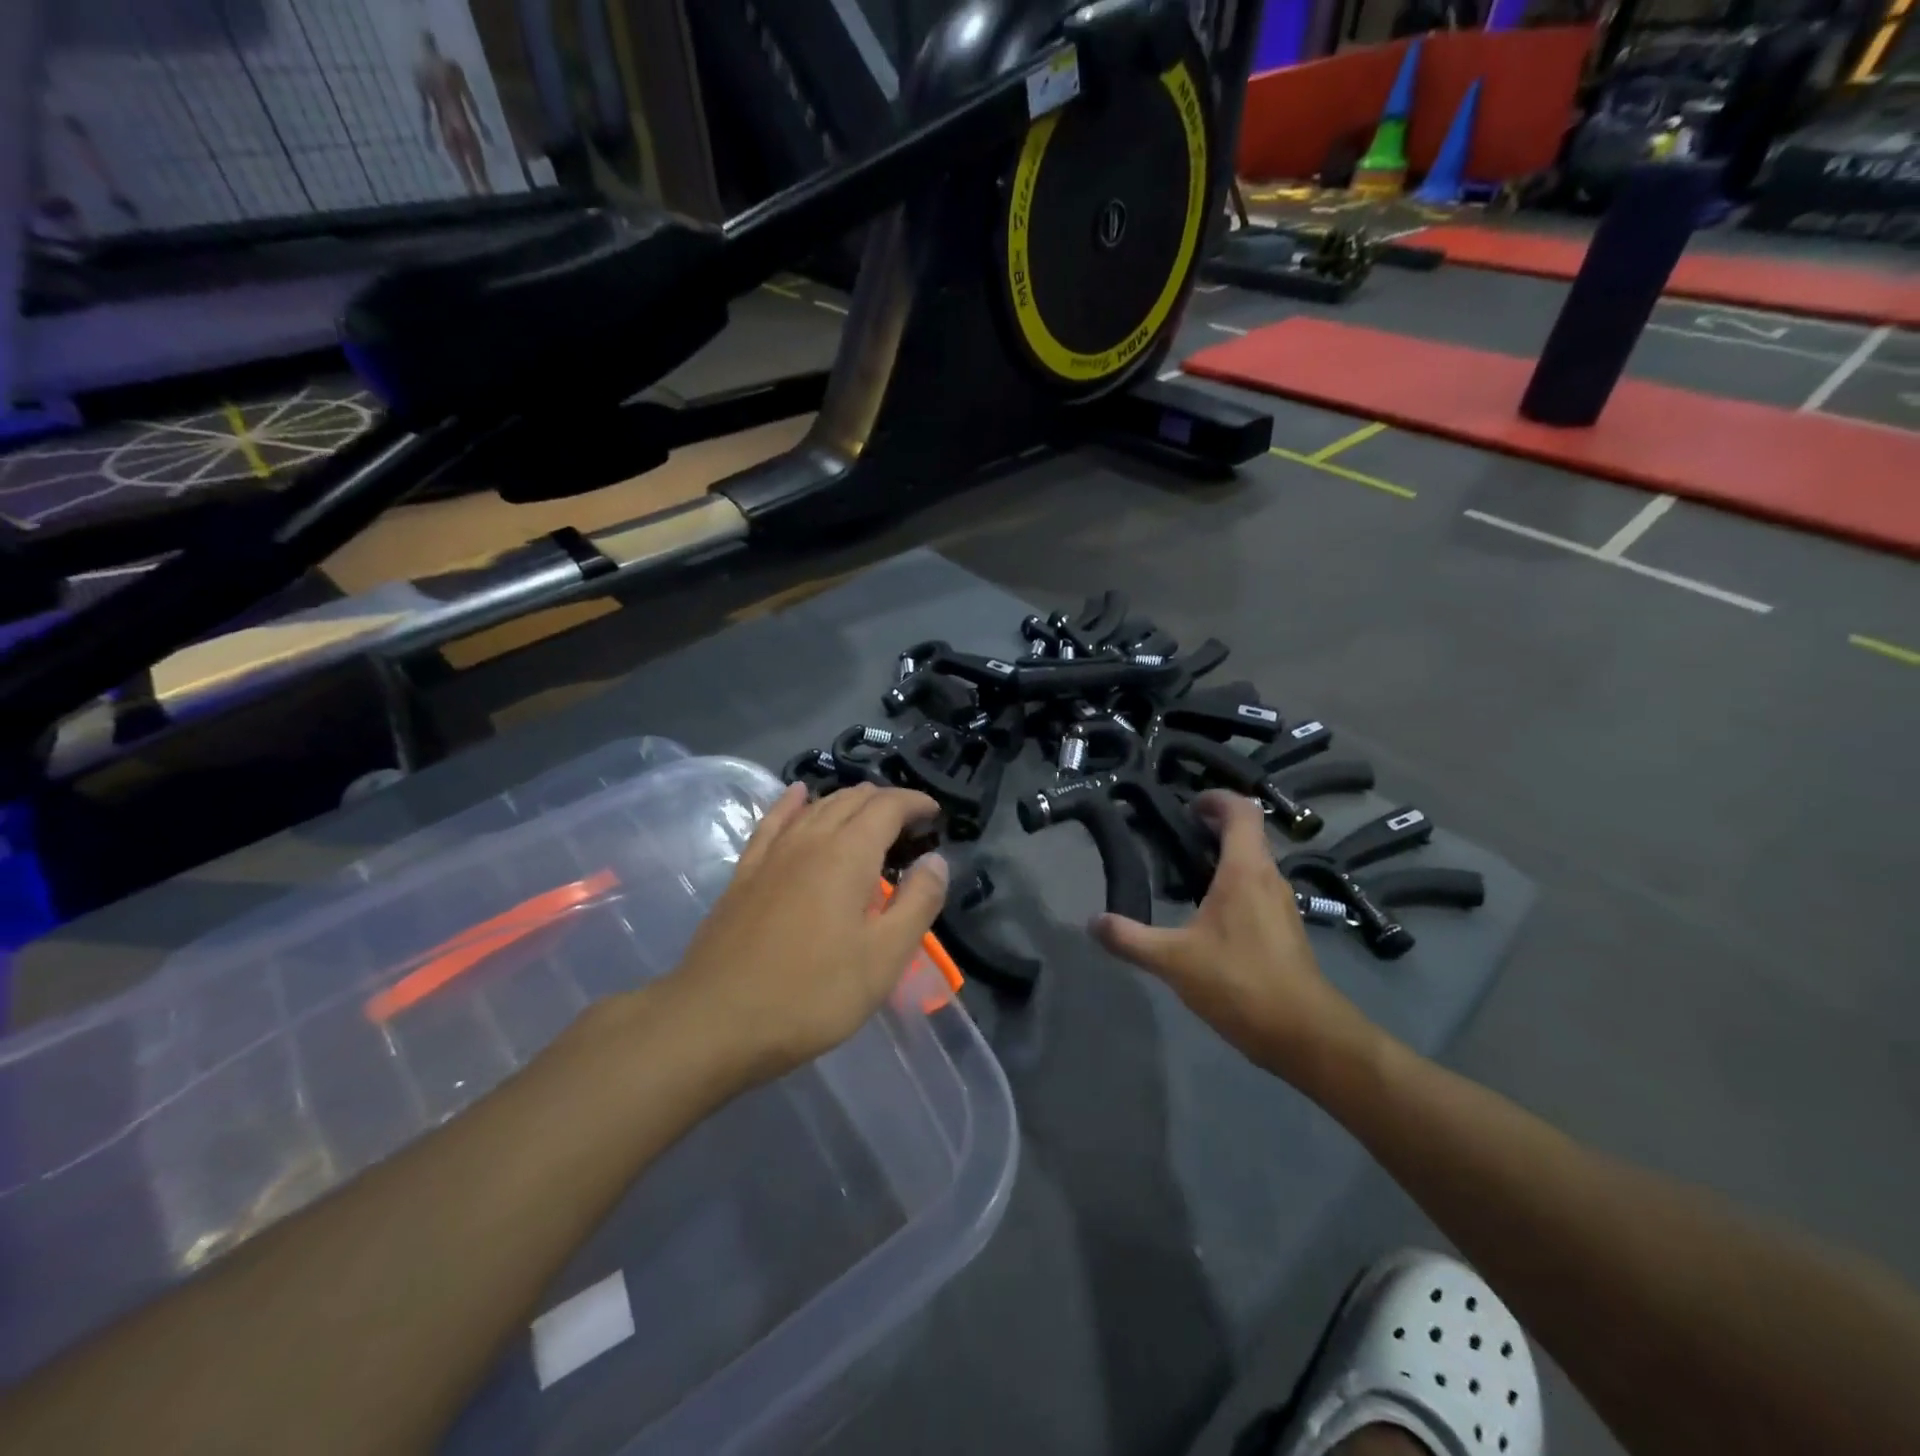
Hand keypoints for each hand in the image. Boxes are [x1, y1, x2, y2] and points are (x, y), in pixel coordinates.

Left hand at [661, 783, 947, 1083]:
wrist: (715, 1020)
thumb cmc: (811, 993)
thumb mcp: (883, 957)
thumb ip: (917, 902)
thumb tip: (936, 860)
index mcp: (848, 854)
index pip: (888, 806)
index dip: (915, 803)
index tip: (935, 814)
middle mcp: (810, 839)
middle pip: (852, 800)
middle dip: (886, 802)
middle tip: (910, 824)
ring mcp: (772, 854)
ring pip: (816, 807)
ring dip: (848, 802)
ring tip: (869, 813)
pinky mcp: (745, 873)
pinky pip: (773, 822)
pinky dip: (793, 803)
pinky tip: (797, 795)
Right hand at [1092, 791, 1379, 1088]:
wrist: (1305, 1035)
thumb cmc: (1240, 983)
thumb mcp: (1173, 960)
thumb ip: (1130, 938)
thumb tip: (1092, 922)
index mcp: (1245, 870)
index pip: (1241, 811)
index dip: (1216, 798)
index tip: (1187, 803)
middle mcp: (1268, 878)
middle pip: (1247, 833)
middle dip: (1213, 825)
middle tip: (1175, 833)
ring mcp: (1281, 904)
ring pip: (1254, 862)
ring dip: (1224, 855)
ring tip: (1186, 869)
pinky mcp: (1285, 929)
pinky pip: (1258, 888)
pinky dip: (1234, 883)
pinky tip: (1208, 912)